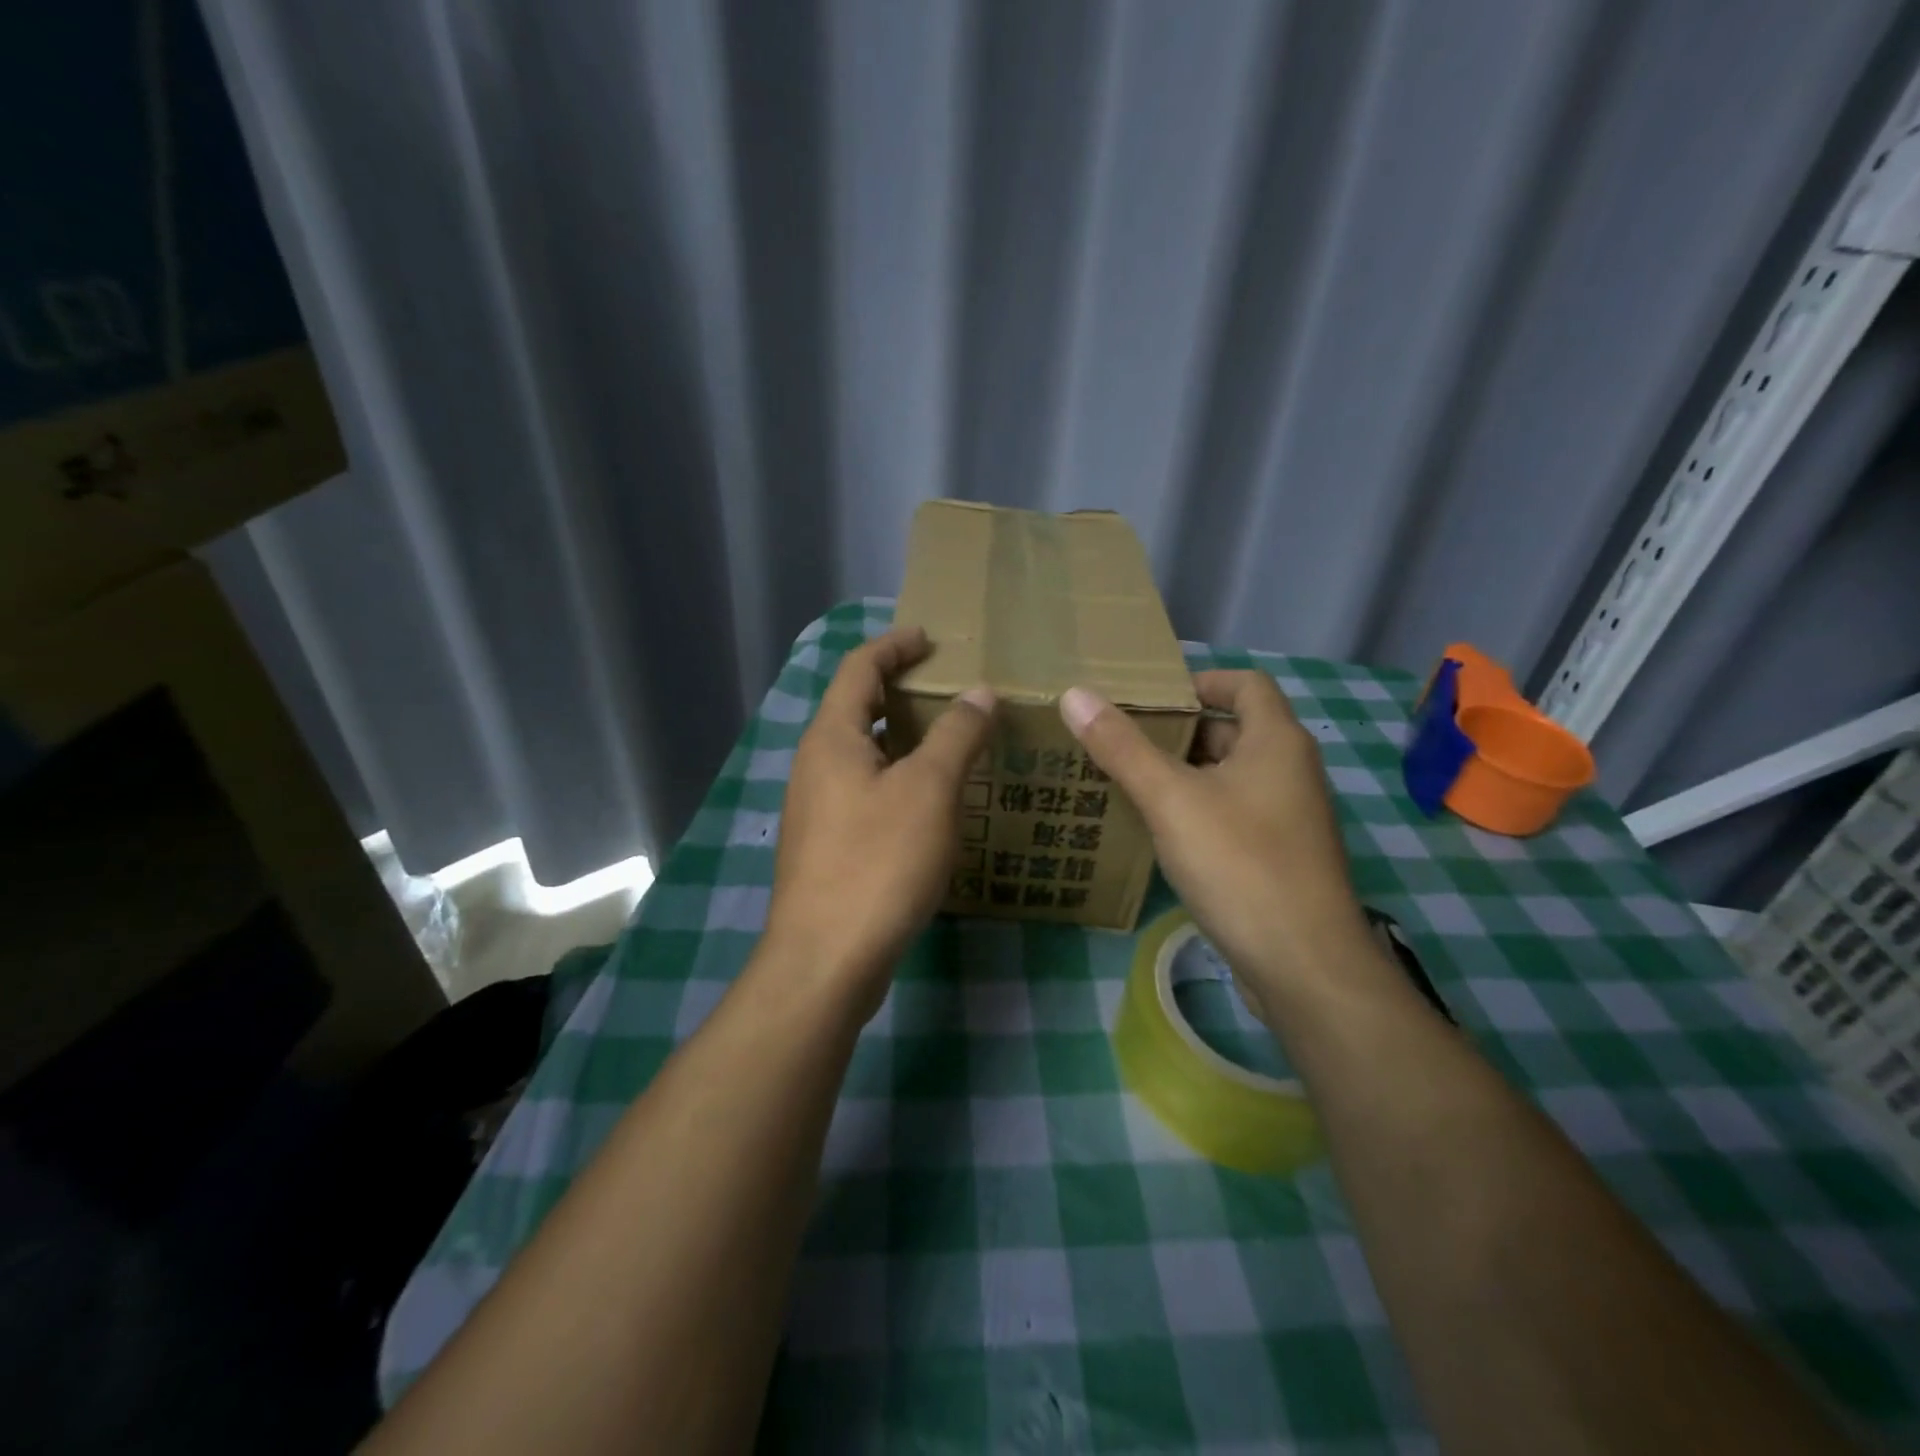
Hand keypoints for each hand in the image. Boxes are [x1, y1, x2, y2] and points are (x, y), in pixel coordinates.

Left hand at [764, 626, 994, 1018]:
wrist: (826, 960)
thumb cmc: (878, 862)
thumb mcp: (929, 790)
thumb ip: (956, 735)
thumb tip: (980, 694)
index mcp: (832, 738)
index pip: (859, 667)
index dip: (895, 645)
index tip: (931, 638)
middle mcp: (815, 764)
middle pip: (858, 707)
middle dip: (901, 690)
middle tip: (950, 688)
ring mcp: (817, 808)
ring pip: (863, 753)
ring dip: (902, 737)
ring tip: (950, 739)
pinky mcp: (827, 845)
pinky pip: (865, 790)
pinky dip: (897, 777)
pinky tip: (931, 800)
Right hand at [1059, 672, 1370, 1016]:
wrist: (1303, 965)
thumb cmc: (1240, 863)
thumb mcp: (1171, 799)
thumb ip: (1121, 747)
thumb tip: (1074, 694)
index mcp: (1277, 742)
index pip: (1245, 684)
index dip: (1201, 681)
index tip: (1151, 696)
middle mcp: (1290, 772)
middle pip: (1232, 731)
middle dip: (1179, 732)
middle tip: (1122, 739)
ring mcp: (1288, 819)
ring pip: (1229, 778)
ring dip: (1184, 774)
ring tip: (1127, 779)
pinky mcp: (1278, 859)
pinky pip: (1232, 816)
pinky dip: (1196, 811)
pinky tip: (1158, 830)